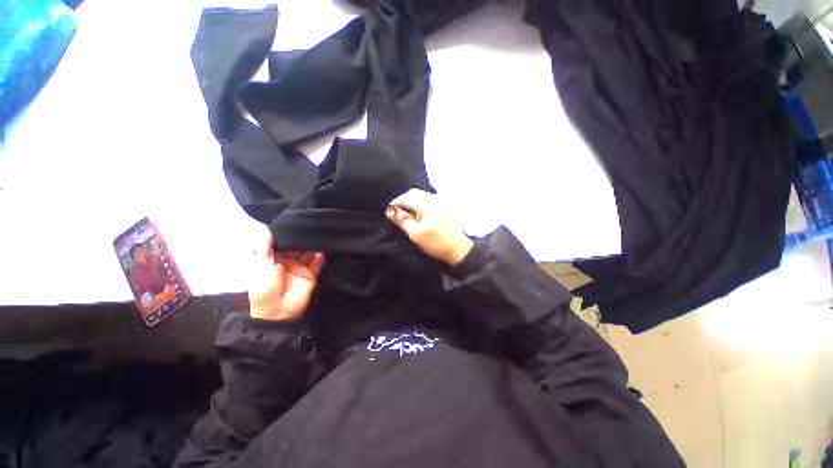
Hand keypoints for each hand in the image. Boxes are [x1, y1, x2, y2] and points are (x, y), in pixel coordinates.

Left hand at [248, 230, 324, 320]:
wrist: (276, 311)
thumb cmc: (264, 286)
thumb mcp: (261, 265)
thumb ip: (265, 247)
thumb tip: (265, 227)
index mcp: (273, 258)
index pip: (282, 242)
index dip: (287, 234)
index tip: (294, 221)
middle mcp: (288, 261)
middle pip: (297, 246)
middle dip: (302, 238)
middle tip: (309, 227)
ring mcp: (300, 268)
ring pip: (308, 253)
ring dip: (312, 246)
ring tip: (317, 236)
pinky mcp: (311, 275)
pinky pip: (317, 263)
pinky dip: (320, 257)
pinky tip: (321, 251)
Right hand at [386, 189, 472, 265]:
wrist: (458, 249)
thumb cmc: (435, 242)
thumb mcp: (415, 233)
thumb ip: (402, 220)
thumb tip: (390, 212)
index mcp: (427, 204)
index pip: (406, 197)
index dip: (395, 203)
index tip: (389, 212)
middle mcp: (434, 198)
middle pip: (413, 193)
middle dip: (403, 201)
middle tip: (397, 214)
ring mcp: (440, 201)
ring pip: (420, 196)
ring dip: (411, 203)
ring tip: (407, 216)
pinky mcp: (443, 206)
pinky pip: (427, 200)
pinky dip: (419, 205)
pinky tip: (417, 215)